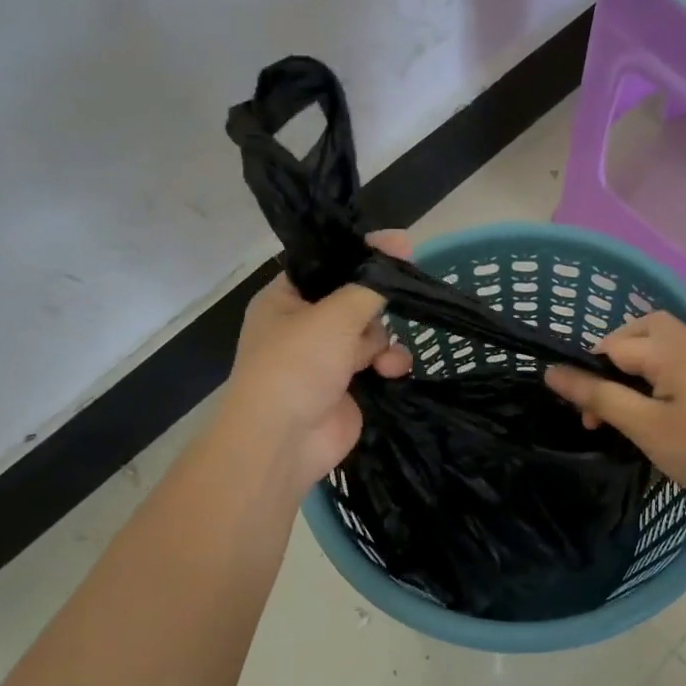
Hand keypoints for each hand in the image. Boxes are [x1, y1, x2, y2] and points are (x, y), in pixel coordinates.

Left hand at [218, 230, 413, 490]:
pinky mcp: (348, 388)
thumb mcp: (334, 315)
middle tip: (398, 297)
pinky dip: (388, 366)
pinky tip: (392, 372)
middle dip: (375, 306)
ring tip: (383, 359)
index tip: (401, 246)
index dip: (362, 254)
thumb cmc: (298, 365)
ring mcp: (326, 359)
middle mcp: (304, 326)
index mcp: (285, 300)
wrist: (284, 440)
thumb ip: (370, 284)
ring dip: (383, 342)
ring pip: (370, 334)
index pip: (327, 266)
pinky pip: (377, 364)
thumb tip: (398, 245)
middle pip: (354, 300)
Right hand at [544, 311, 685, 503]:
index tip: (590, 420)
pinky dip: (655, 370)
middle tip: (605, 403)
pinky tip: (657, 401)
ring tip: (627, 401)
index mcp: (667, 346)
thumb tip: (551, 372)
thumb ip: (598, 395)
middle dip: (611, 362)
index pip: (609, 348)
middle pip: (634, 333)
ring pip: (655, 341)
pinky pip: (674, 354)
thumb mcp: (644, 426)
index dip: (590, 379)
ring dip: (633, 365)